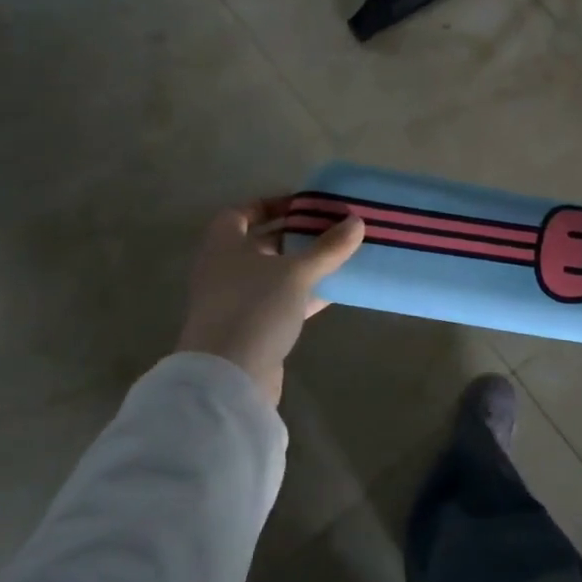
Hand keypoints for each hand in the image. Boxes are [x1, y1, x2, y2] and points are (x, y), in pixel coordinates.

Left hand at [175, 198, 364, 406]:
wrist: (228, 377)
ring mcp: (235, 301)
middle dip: (294, 235)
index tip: (304, 205)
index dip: (271, 204)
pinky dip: (303, 295)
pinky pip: (280, 302)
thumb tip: (357, 221)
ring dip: (302, 266)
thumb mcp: (297, 272)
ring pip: (273, 275)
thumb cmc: (255, 308)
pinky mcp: (250, 329)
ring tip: (338, 257)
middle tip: (330, 229)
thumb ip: (327, 247)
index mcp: (224, 245)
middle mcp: (224, 269)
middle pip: (260, 243)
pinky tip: (333, 292)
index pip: (242, 213)